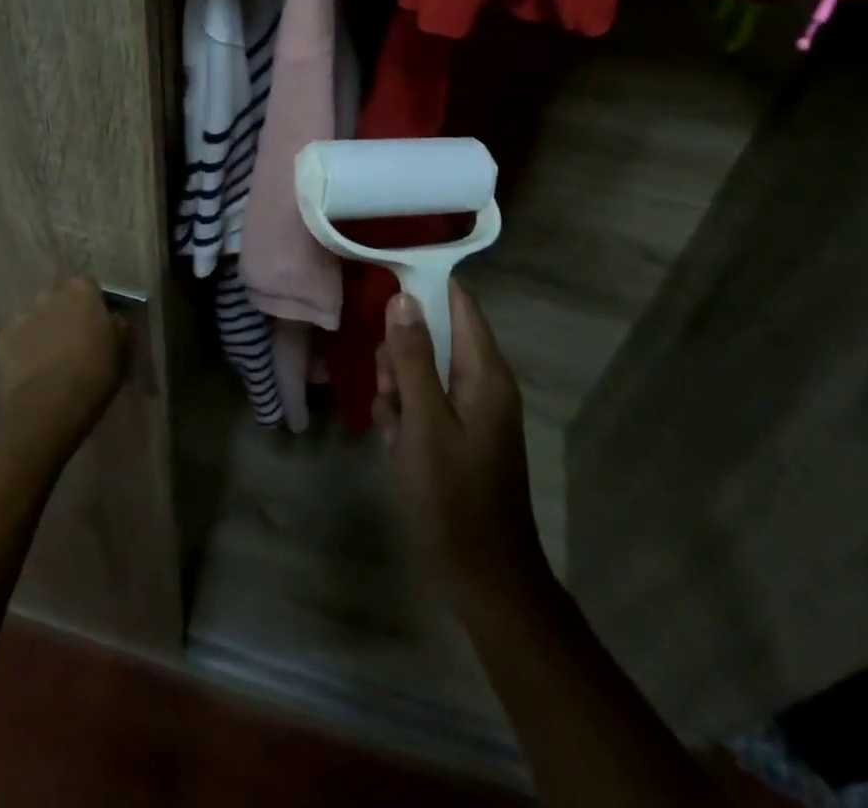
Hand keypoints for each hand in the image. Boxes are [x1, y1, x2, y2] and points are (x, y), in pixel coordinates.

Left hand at [0, 278, 127, 463]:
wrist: (48, 408)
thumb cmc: (94, 374)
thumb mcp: (123, 348)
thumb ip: (118, 325)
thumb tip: (113, 319)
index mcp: (82, 290)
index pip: (89, 286)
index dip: (93, 305)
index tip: (98, 324)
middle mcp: (49, 295)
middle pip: (59, 299)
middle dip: (65, 314)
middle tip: (75, 341)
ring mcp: (21, 317)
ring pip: (35, 319)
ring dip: (43, 331)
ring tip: (51, 360)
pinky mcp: (1, 342)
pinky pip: (17, 341)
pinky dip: (23, 351)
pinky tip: (32, 373)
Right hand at [375, 282, 548, 605]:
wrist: (484, 579)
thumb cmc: (453, 496)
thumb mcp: (424, 422)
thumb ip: (413, 357)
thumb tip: (403, 297)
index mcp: (485, 372)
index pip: (458, 302)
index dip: (422, 289)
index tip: (381, 291)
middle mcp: (483, 383)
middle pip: (436, 335)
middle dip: (402, 353)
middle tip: (387, 386)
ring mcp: (472, 411)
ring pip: (425, 371)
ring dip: (398, 388)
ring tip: (391, 423)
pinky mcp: (459, 435)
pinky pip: (426, 404)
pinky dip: (406, 416)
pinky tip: (396, 444)